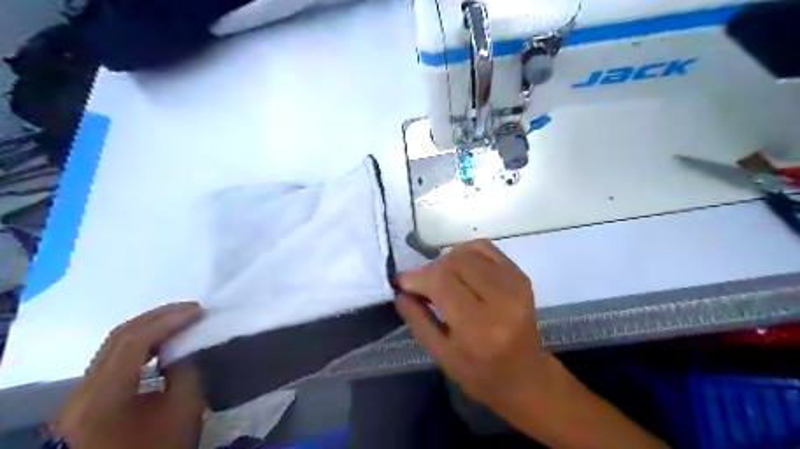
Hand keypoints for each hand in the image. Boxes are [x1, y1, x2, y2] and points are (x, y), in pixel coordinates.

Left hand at [55, 301, 203, 448]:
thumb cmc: (162, 446)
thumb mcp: (185, 408)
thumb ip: (186, 369)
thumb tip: (184, 344)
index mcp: (103, 398)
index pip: (133, 343)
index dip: (168, 321)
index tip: (199, 310)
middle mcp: (82, 392)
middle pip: (117, 338)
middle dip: (158, 317)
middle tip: (192, 307)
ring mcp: (81, 394)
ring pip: (113, 345)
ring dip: (150, 326)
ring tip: (181, 318)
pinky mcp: (88, 397)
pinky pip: (113, 357)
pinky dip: (140, 342)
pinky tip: (162, 340)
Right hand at [396, 242, 669, 448]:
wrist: (533, 381)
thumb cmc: (486, 379)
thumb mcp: (444, 358)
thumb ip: (419, 320)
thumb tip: (401, 289)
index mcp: (480, 326)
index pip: (441, 280)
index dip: (418, 276)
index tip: (402, 280)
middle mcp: (502, 299)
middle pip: (453, 262)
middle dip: (430, 269)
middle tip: (420, 284)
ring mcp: (517, 284)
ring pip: (469, 251)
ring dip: (448, 261)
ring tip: (441, 280)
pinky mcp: (523, 278)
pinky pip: (487, 250)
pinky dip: (468, 254)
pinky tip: (462, 271)